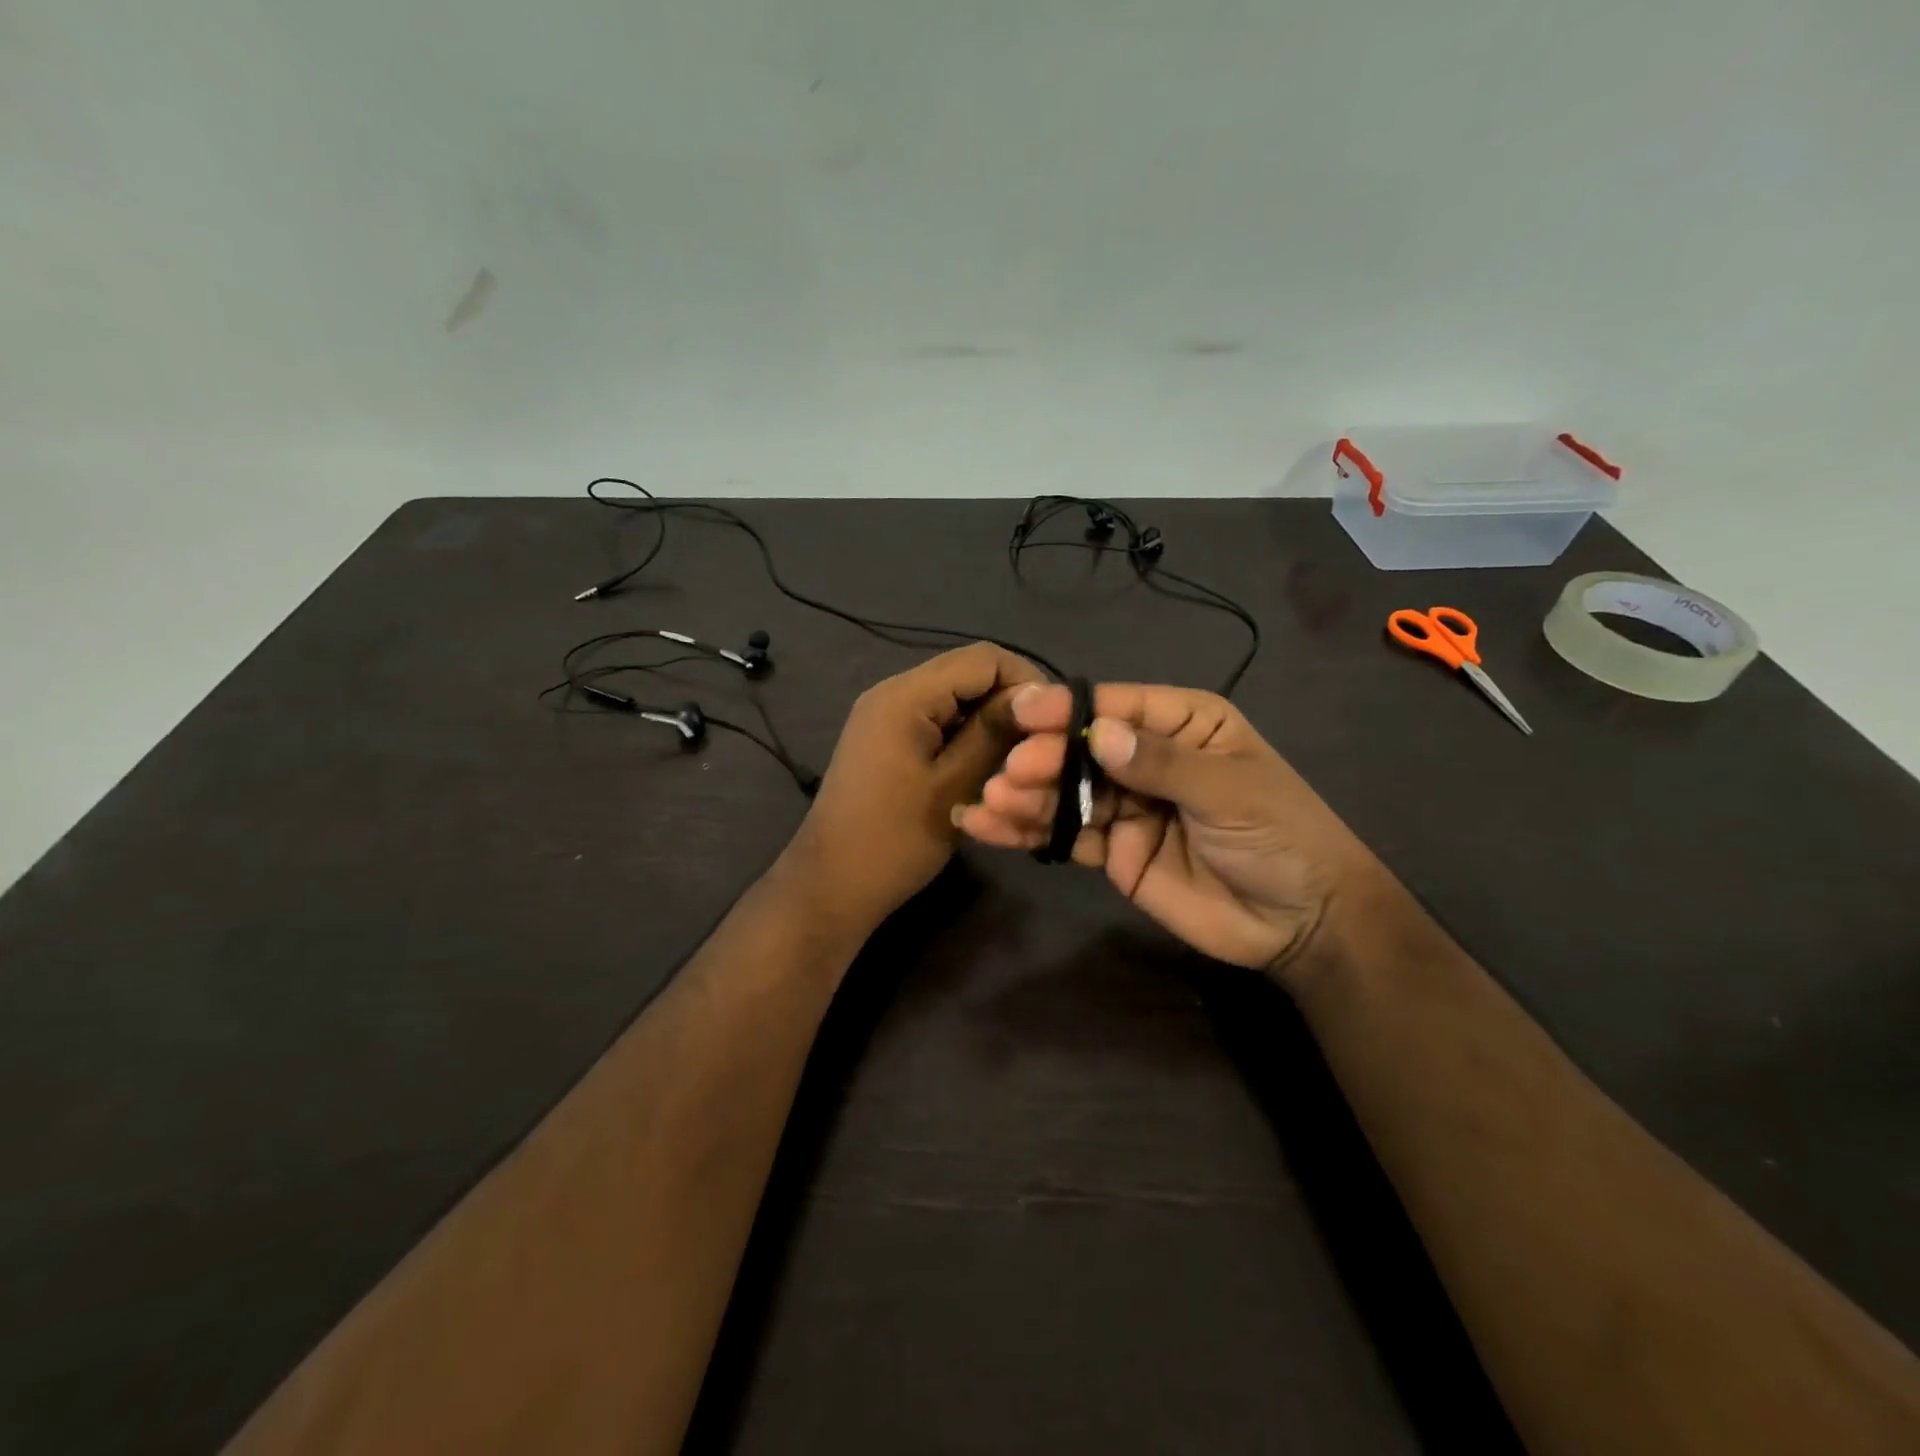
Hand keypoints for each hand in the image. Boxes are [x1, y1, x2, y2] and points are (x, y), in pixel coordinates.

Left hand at [785, 643, 1044, 936]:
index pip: (983, 658)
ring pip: (956, 701)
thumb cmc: (894, 841)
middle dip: (1009, 706)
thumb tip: (1040, 695)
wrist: (832, 887)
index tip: (1053, 725)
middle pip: (969, 676)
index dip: (1026, 682)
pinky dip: (965, 739)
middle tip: (1039, 750)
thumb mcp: (954, 785)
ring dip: (989, 726)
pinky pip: (937, 722)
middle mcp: (893, 693)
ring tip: (1016, 763)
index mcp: (905, 695)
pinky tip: (985, 771)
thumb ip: (995, 733)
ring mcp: (886, 716)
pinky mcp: (887, 740)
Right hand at [955, 683, 1387, 983]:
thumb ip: (1163, 764)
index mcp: (1182, 723)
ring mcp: (1126, 805)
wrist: (1302, 923)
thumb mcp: (1231, 791)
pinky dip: (1029, 833)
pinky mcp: (1113, 851)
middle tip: (1011, 774)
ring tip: (988, 803)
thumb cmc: (1282, 837)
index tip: (1022, 713)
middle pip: (1082, 749)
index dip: (1067, 708)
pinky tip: (989, 829)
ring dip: (1026, 796)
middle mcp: (1146, 757)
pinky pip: (1068, 836)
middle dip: (1043, 758)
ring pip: (1066, 792)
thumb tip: (1099, 735)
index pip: (1115, 706)